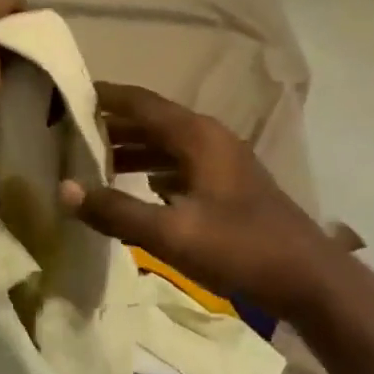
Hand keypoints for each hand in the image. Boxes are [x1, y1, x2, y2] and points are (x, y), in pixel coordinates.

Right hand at [60, 82, 363, 324]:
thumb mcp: (171, 234)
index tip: (68, 93)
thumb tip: (63, 189)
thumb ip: (116, 211)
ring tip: (93, 158)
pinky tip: (137, 186)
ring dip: (132, 148)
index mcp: (197, 136)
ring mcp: (223, 161)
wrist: (310, 280)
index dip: (105, 96)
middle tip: (70, 130)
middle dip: (113, 124)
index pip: (141, 103)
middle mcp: (210, 138)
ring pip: (167, 144)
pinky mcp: (230, 185)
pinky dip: (153, 168)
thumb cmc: (240, 248)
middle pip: (153, 120)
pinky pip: (181, 164)